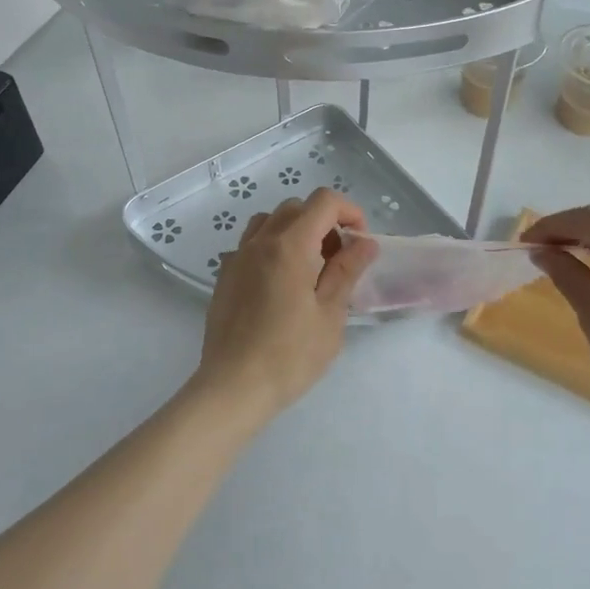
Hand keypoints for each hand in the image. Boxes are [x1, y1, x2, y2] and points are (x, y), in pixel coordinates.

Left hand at [194, 188, 377, 418]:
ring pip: (269, 221)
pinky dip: (271, 248)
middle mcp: (259, 242)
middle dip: (324, 223)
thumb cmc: (290, 355)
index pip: (323, 202)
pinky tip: (280, 284)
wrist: (233, 386)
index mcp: (289, 246)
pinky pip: (250, 245)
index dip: (349, 212)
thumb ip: (347, 271)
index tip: (360, 241)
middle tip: (338, 259)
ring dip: (295, 232)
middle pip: (296, 208)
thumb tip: (365, 243)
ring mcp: (237, 258)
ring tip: (308, 268)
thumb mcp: (330, 315)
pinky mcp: (224, 277)